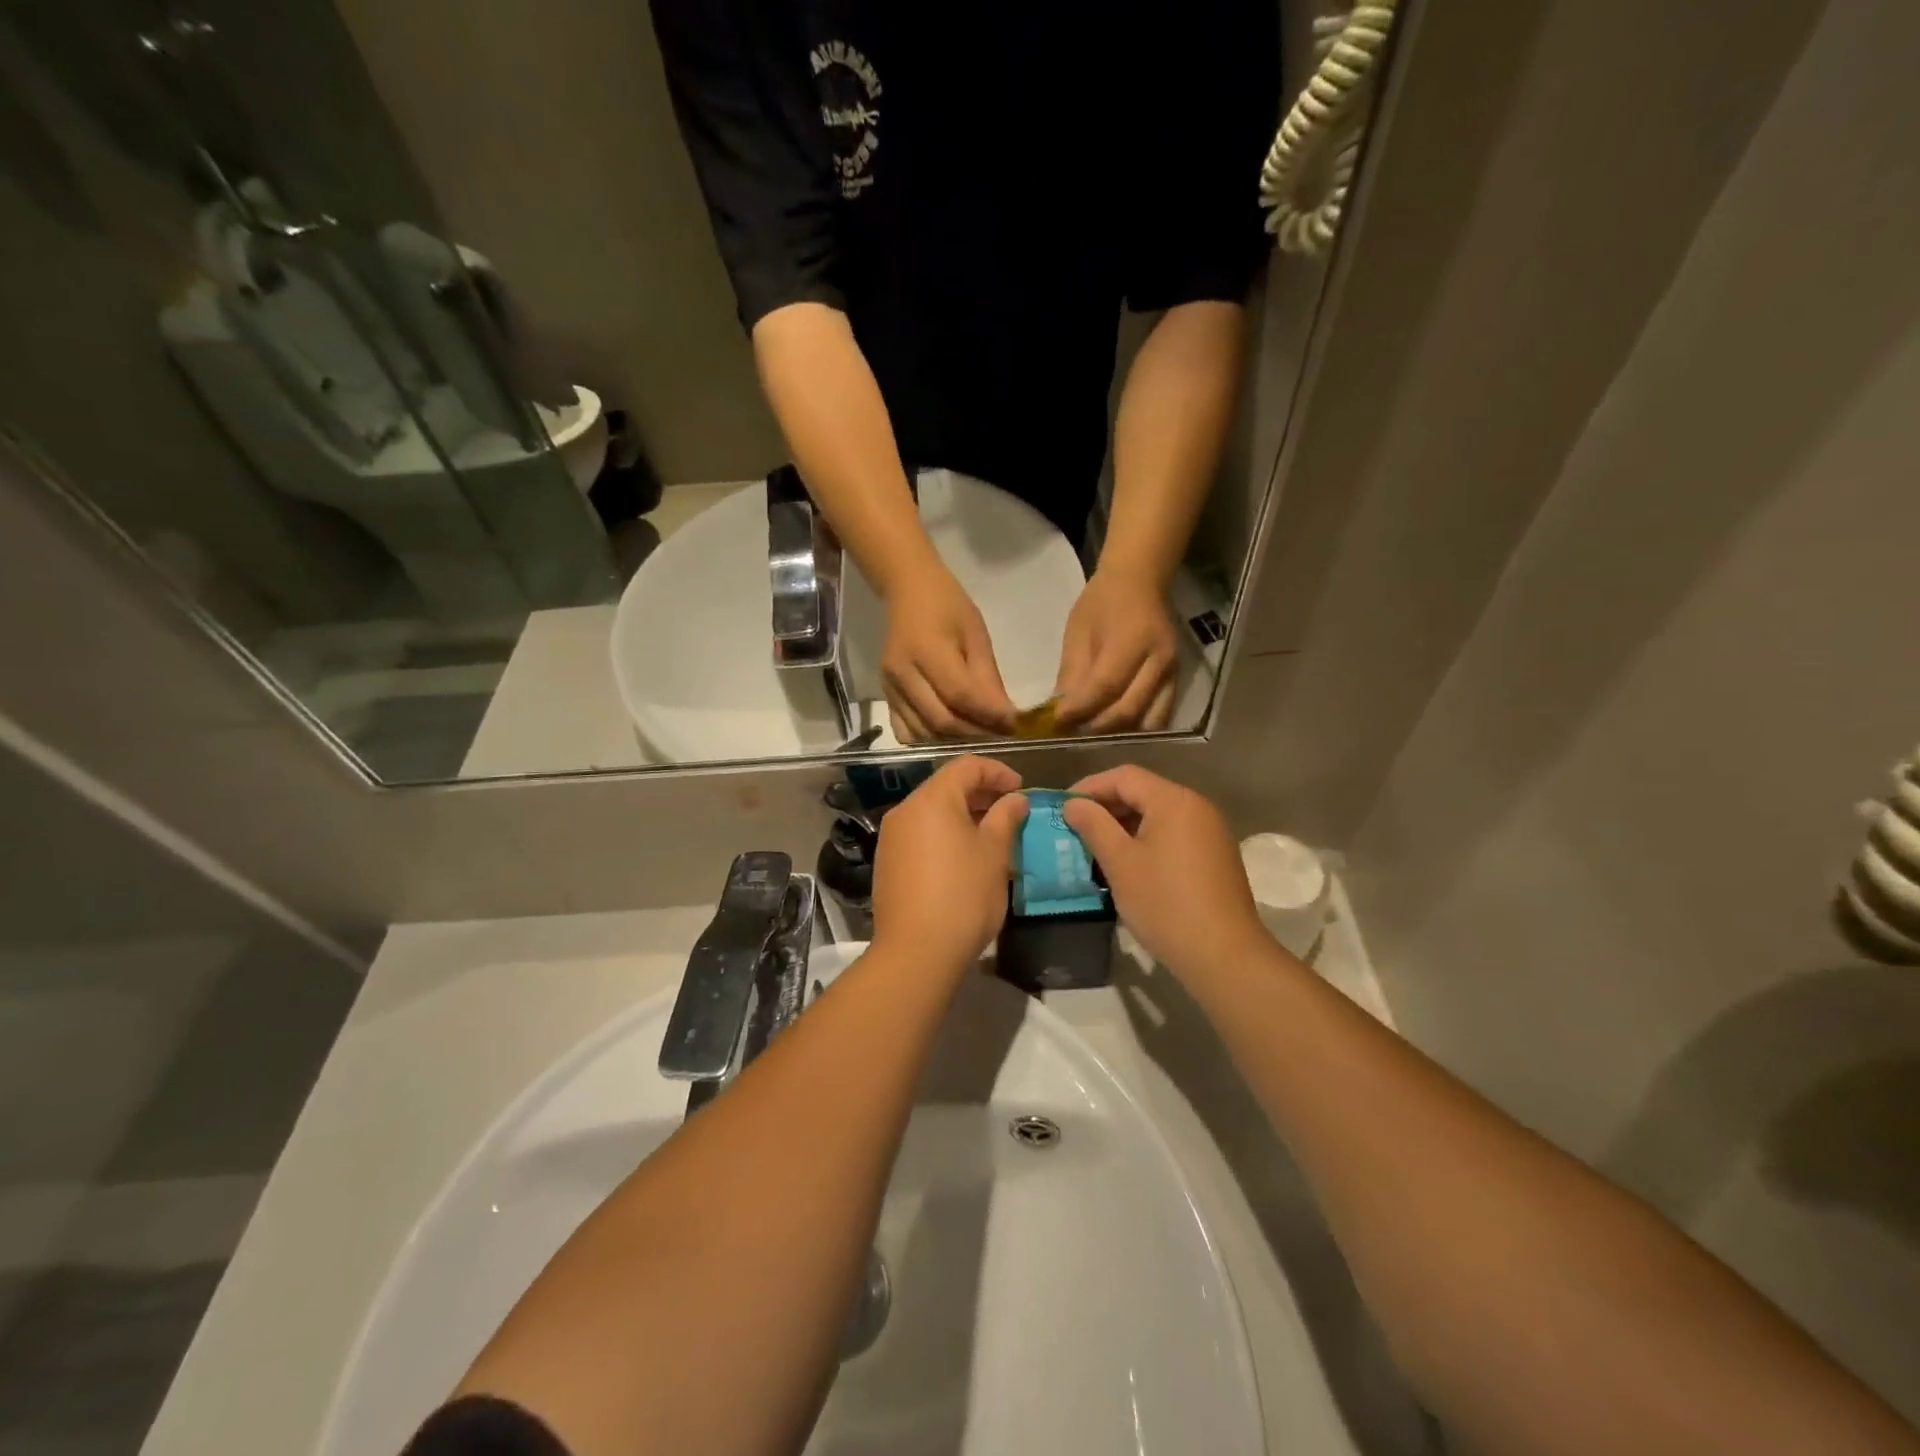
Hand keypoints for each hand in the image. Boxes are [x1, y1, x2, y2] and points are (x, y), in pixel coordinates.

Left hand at [872, 756, 1028, 972]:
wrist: (916, 952)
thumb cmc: (963, 896)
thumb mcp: (995, 854)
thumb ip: (1006, 818)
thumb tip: (1015, 799)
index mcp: (932, 800)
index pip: (967, 766)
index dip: (998, 772)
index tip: (1021, 790)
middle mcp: (905, 810)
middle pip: (946, 786)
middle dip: (981, 793)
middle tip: (1011, 812)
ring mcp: (892, 837)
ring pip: (933, 812)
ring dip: (964, 815)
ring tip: (993, 835)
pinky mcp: (888, 862)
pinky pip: (921, 834)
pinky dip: (945, 834)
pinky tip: (965, 858)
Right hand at [883, 570, 1016, 741]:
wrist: (908, 591)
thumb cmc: (948, 606)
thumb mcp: (976, 635)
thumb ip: (988, 679)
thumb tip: (1006, 718)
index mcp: (927, 650)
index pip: (960, 695)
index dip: (989, 715)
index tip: (1013, 724)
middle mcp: (902, 673)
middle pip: (941, 720)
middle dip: (975, 733)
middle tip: (1000, 734)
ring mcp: (890, 688)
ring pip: (924, 732)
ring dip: (955, 741)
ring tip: (979, 735)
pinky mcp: (885, 696)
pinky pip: (906, 732)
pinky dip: (930, 740)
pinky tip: (948, 733)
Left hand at [1053, 570, 1178, 733]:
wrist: (1140, 581)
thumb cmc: (1102, 603)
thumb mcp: (1078, 632)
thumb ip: (1072, 673)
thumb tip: (1061, 713)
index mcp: (1133, 640)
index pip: (1106, 686)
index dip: (1080, 709)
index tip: (1056, 723)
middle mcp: (1159, 661)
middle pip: (1128, 710)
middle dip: (1096, 728)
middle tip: (1071, 733)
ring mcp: (1172, 674)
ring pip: (1148, 722)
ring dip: (1118, 734)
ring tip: (1091, 735)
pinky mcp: (1176, 683)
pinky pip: (1159, 718)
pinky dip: (1136, 730)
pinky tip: (1113, 729)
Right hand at [1061, 765, 1267, 983]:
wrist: (1224, 956)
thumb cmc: (1165, 904)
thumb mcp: (1120, 863)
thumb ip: (1094, 826)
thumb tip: (1073, 803)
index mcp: (1174, 800)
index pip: (1124, 776)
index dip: (1089, 787)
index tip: (1062, 808)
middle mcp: (1196, 807)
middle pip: (1143, 792)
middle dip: (1105, 807)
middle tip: (1074, 829)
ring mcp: (1210, 832)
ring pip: (1157, 815)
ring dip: (1124, 826)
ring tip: (1095, 849)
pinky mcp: (1215, 856)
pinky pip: (1173, 835)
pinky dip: (1145, 841)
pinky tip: (1127, 866)